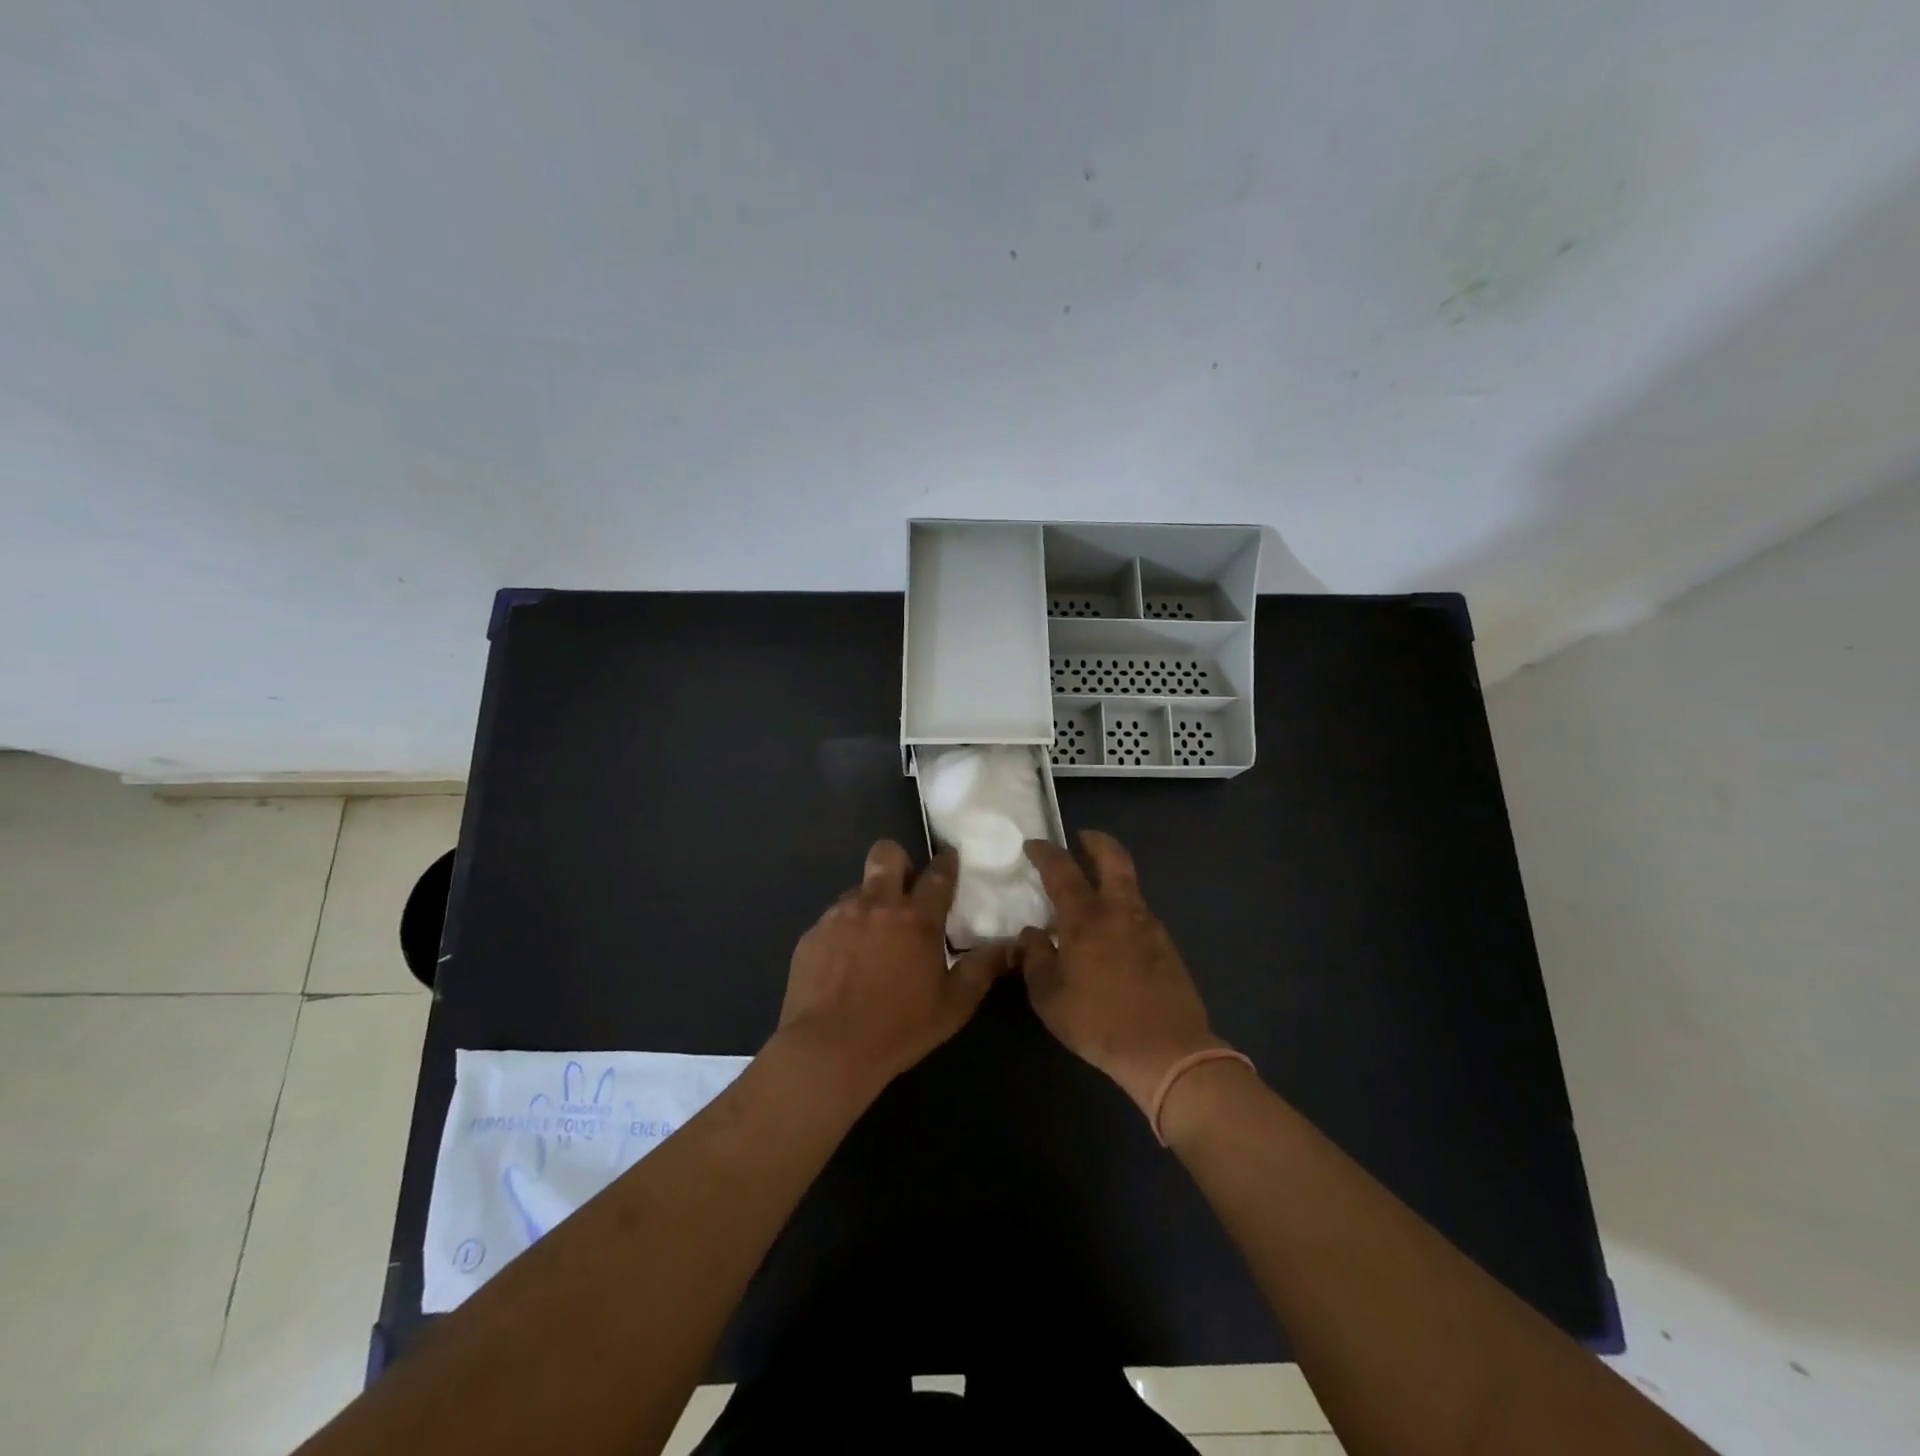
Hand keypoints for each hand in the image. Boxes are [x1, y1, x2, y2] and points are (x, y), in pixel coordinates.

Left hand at [776, 841, 1008, 1096]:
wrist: (828, 1049)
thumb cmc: (899, 1028)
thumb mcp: (954, 1005)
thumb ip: (983, 969)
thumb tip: (1011, 946)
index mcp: (916, 919)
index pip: (938, 874)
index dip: (946, 861)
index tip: (949, 857)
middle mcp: (877, 905)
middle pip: (887, 854)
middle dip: (899, 861)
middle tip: (904, 889)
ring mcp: (839, 916)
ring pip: (858, 888)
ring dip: (870, 902)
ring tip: (873, 938)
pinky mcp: (812, 934)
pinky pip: (833, 918)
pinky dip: (844, 930)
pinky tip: (845, 962)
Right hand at [1019, 831, 1224, 1113]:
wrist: (1167, 1049)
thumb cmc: (1098, 1021)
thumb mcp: (1048, 995)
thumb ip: (1034, 958)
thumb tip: (1032, 933)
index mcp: (1085, 918)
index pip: (1061, 869)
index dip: (1045, 852)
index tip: (1033, 845)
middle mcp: (1118, 910)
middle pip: (1112, 858)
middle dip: (1096, 841)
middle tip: (1082, 838)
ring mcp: (1148, 925)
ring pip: (1129, 884)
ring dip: (1112, 875)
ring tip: (1094, 888)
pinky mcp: (1166, 944)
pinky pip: (1139, 911)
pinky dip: (1123, 906)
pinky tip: (1113, 929)